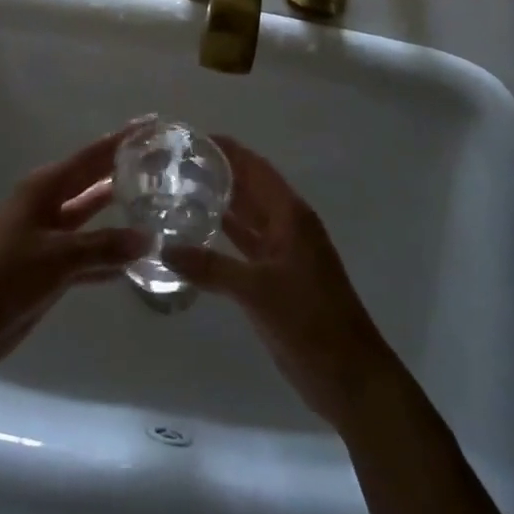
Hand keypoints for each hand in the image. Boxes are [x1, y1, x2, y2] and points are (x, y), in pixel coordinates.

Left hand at [0, 132, 148, 366]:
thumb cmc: (9, 274)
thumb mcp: (59, 255)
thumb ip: (105, 246)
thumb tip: (149, 238)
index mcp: (45, 187)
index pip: (92, 156)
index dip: (122, 140)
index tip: (151, 123)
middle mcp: (47, 203)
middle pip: (93, 181)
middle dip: (123, 170)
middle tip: (162, 160)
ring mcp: (48, 235)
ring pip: (91, 217)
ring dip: (119, 214)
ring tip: (157, 204)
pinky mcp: (50, 265)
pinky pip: (87, 252)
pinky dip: (108, 255)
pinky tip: (136, 261)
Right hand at [166, 137, 395, 428]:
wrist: (349, 377)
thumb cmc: (310, 322)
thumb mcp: (257, 291)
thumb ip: (210, 268)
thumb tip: (164, 248)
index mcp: (290, 216)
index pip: (255, 168)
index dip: (228, 150)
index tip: (192, 137)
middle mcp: (287, 226)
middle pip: (250, 188)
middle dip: (219, 172)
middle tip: (175, 162)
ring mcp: (282, 252)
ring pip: (247, 216)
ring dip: (220, 202)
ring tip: (179, 189)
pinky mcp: (275, 278)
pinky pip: (246, 245)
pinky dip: (225, 235)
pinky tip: (196, 232)